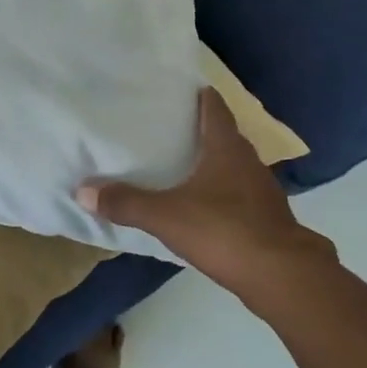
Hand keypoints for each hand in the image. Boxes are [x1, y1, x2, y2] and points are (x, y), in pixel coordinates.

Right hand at [77, 87, 335, 293]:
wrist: (284, 279)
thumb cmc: (225, 231)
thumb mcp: (166, 216)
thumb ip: (126, 202)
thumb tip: (82, 190)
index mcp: (227, 149)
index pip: (215, 109)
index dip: (202, 96)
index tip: (184, 88)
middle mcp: (249, 163)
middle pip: (226, 137)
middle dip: (204, 130)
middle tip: (173, 127)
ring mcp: (264, 194)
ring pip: (236, 168)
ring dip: (216, 165)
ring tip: (186, 166)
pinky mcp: (270, 222)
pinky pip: (242, 198)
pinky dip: (225, 196)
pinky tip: (207, 209)